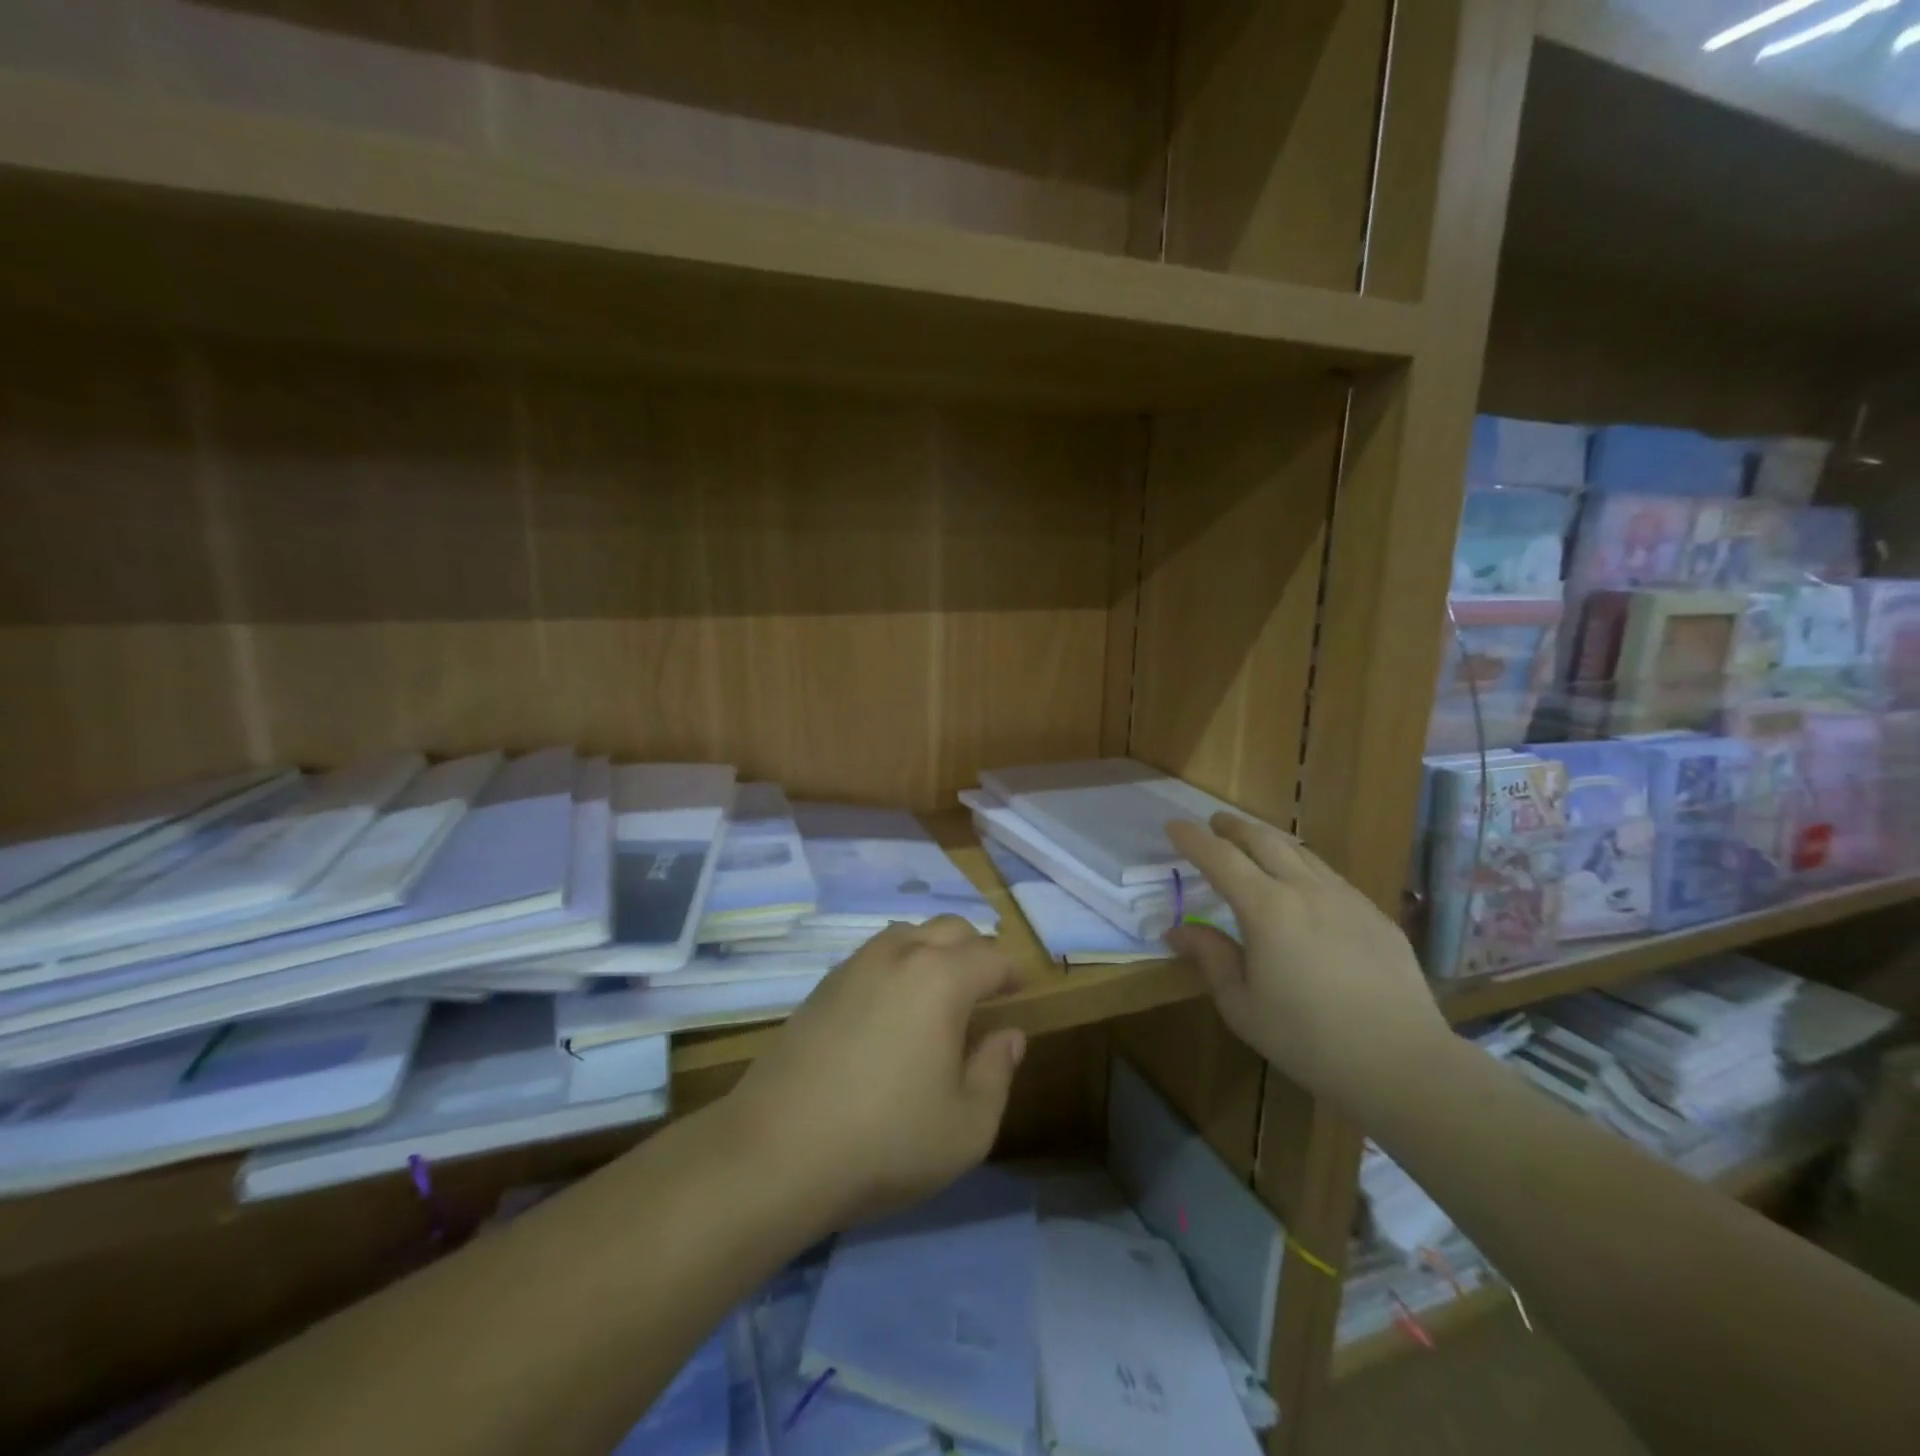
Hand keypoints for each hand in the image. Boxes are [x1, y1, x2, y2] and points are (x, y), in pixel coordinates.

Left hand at [720, 916, 1026, 1231]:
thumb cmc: (886, 1141)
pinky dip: (896, 965)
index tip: (1018, 993)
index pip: (991, 956)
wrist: (776, 1151)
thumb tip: (1008, 1035)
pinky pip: (873, 955)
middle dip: (975, 951)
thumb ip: (997, 1072)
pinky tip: (890, 1008)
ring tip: (938, 993)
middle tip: (984, 989)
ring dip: (933, 950)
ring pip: (908, 933)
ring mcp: (854, 965)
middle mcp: (899, 955)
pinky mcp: (822, 986)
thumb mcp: (967, 1126)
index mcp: (941, 978)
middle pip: (950, 928)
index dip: (1012, 973)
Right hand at [1165, 814, 1447, 1111]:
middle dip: (1234, 827)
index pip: (1220, 858)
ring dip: (1270, 840)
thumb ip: (1211, 958)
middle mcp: (1305, 889)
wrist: (1402, 1062)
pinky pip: (1330, 875)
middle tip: (1215, 823)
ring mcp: (1346, 898)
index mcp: (1266, 908)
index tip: (1173, 826)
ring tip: (1255, 842)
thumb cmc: (1308, 1039)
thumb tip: (1178, 930)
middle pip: (1264, 840)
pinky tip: (1303, 884)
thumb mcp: (1242, 1005)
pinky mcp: (1375, 914)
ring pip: (1301, 852)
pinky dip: (1303, 865)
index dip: (1193, 839)